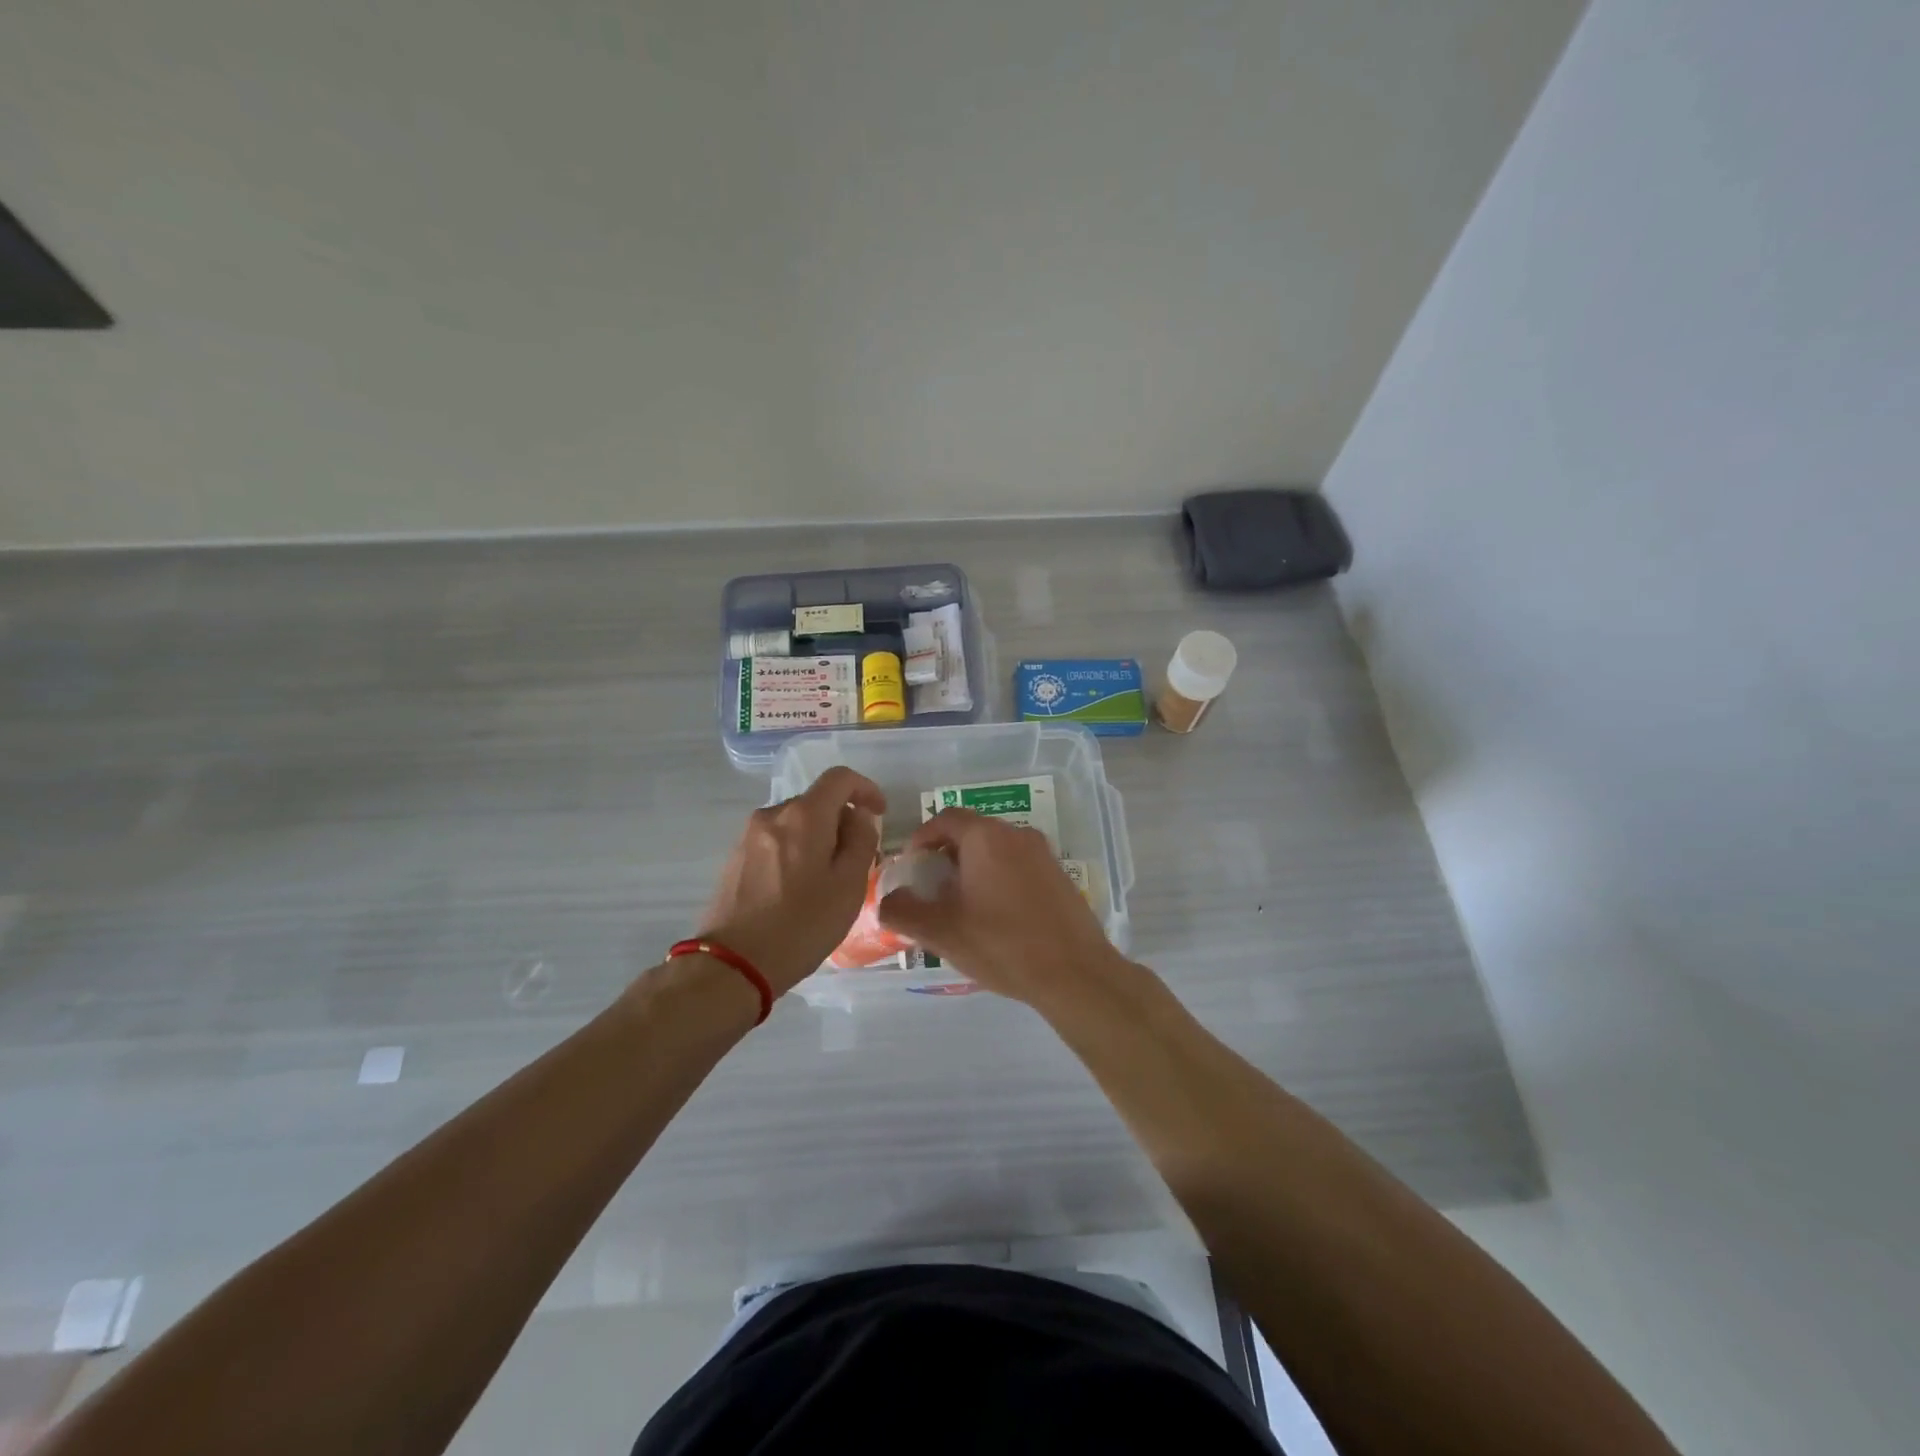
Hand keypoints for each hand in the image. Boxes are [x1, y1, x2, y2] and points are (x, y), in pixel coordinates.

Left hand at [699, 767, 885, 993]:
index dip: (865, 789)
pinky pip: (776, 841)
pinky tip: (798, 889)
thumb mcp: (848, 886)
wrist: (733, 965)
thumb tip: (858, 817)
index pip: (840, 778)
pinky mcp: (735, 858)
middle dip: (841, 821)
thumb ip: (860, 841)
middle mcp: (772, 814)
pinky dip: (795, 852)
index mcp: (804, 815)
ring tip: (827, 880)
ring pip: (795, 823)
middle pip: (816, 801)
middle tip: (856, 859)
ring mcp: (748, 836)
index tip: (880, 813)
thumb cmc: (801, 925)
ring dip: (818, 839)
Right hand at [877, 808, 1123, 1006]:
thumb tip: (887, 900)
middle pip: (971, 833)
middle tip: (933, 890)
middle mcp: (1017, 834)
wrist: (1075, 973)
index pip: (944, 819)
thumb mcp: (941, 932)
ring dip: (973, 869)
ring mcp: (1043, 854)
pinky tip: (997, 918)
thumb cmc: (1003, 945)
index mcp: (986, 837)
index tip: (911, 867)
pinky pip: (1019, 866)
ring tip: (962, 907)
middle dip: (946, 856)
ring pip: (996, 850)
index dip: (921, 839)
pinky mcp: (1060, 876)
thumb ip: (903, 911)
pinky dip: (999, 879)